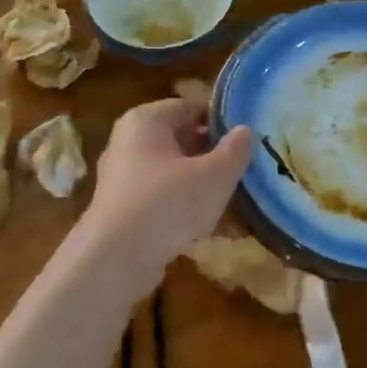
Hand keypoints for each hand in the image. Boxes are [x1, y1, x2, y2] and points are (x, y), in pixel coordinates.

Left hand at [86, 99, 253, 274]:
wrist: (116, 260)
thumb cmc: (168, 203)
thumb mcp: (214, 175)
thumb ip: (235, 150)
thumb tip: (246, 131)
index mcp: (146, 121)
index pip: (191, 107)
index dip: (223, 121)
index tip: (250, 138)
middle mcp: (130, 144)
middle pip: (184, 143)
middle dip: (218, 160)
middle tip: (251, 172)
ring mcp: (126, 179)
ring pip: (178, 176)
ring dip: (210, 190)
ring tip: (245, 208)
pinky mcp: (127, 212)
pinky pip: (167, 202)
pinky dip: (192, 212)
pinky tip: (223, 233)